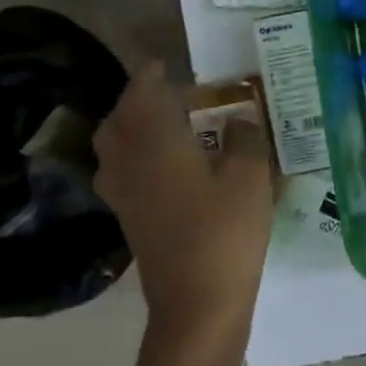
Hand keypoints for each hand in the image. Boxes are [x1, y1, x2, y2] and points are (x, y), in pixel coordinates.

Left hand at [94, 63, 274, 346]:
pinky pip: (122, 173)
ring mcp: (126, 195)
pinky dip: (135, 157)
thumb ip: (246, 140)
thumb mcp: (251, 178)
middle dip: (135, 101)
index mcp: (157, 145)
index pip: (142, 96)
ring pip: (114, 149)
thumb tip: (241, 121)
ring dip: (131, 128)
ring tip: (164, 125)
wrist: (198, 302)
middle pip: (118, 122)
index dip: (150, 77)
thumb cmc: (226, 232)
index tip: (163, 64)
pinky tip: (164, 166)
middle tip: (166, 94)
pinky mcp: (132, 220)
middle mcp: (131, 164)